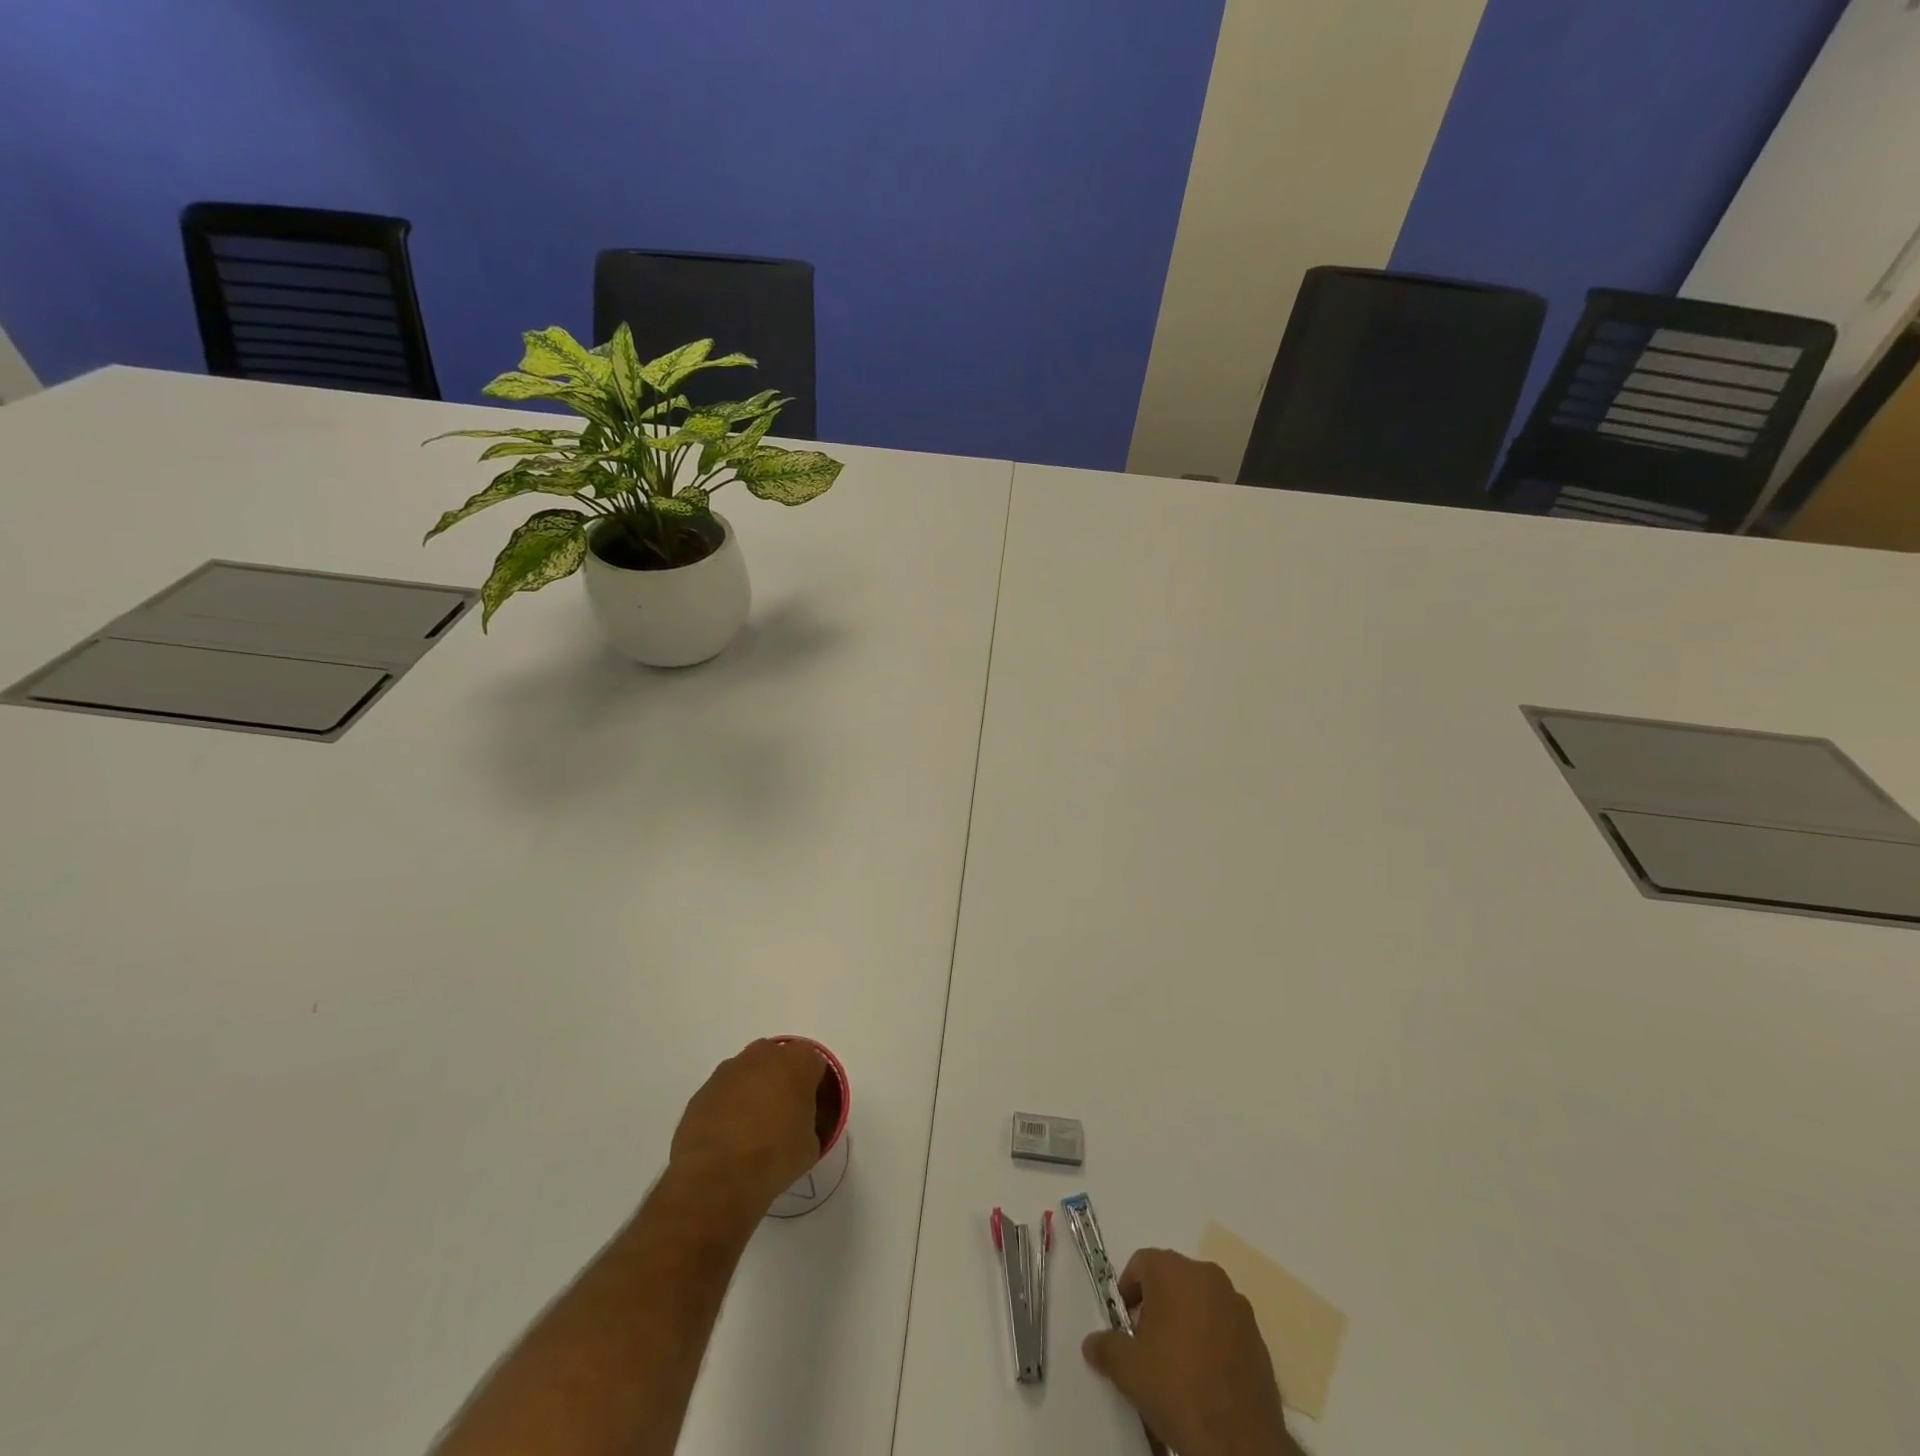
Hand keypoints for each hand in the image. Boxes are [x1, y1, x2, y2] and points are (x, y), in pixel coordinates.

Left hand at [667, 1039, 827, 1216]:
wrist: (717, 1176)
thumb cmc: (775, 1156)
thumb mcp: (810, 1145)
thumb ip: (808, 1122)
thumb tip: (797, 1126)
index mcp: (798, 1061)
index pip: (814, 1064)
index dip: (813, 1087)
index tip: (810, 1110)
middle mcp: (763, 1054)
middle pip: (778, 1061)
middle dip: (781, 1081)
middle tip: (782, 1115)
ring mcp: (728, 1070)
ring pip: (748, 1074)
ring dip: (752, 1092)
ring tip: (751, 1130)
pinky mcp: (702, 1091)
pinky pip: (723, 1093)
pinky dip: (727, 1108)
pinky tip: (728, 1139)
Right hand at [1082, 1249, 1302, 1455]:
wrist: (1239, 1441)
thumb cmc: (1177, 1388)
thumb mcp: (1128, 1369)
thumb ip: (1106, 1347)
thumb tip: (1092, 1343)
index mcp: (1175, 1271)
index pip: (1141, 1263)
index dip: (1128, 1291)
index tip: (1124, 1324)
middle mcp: (1208, 1276)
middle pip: (1172, 1278)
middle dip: (1157, 1304)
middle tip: (1147, 1343)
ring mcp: (1237, 1305)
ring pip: (1200, 1300)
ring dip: (1186, 1319)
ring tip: (1177, 1361)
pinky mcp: (1258, 1337)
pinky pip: (1224, 1325)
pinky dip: (1211, 1339)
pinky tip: (1205, 1374)